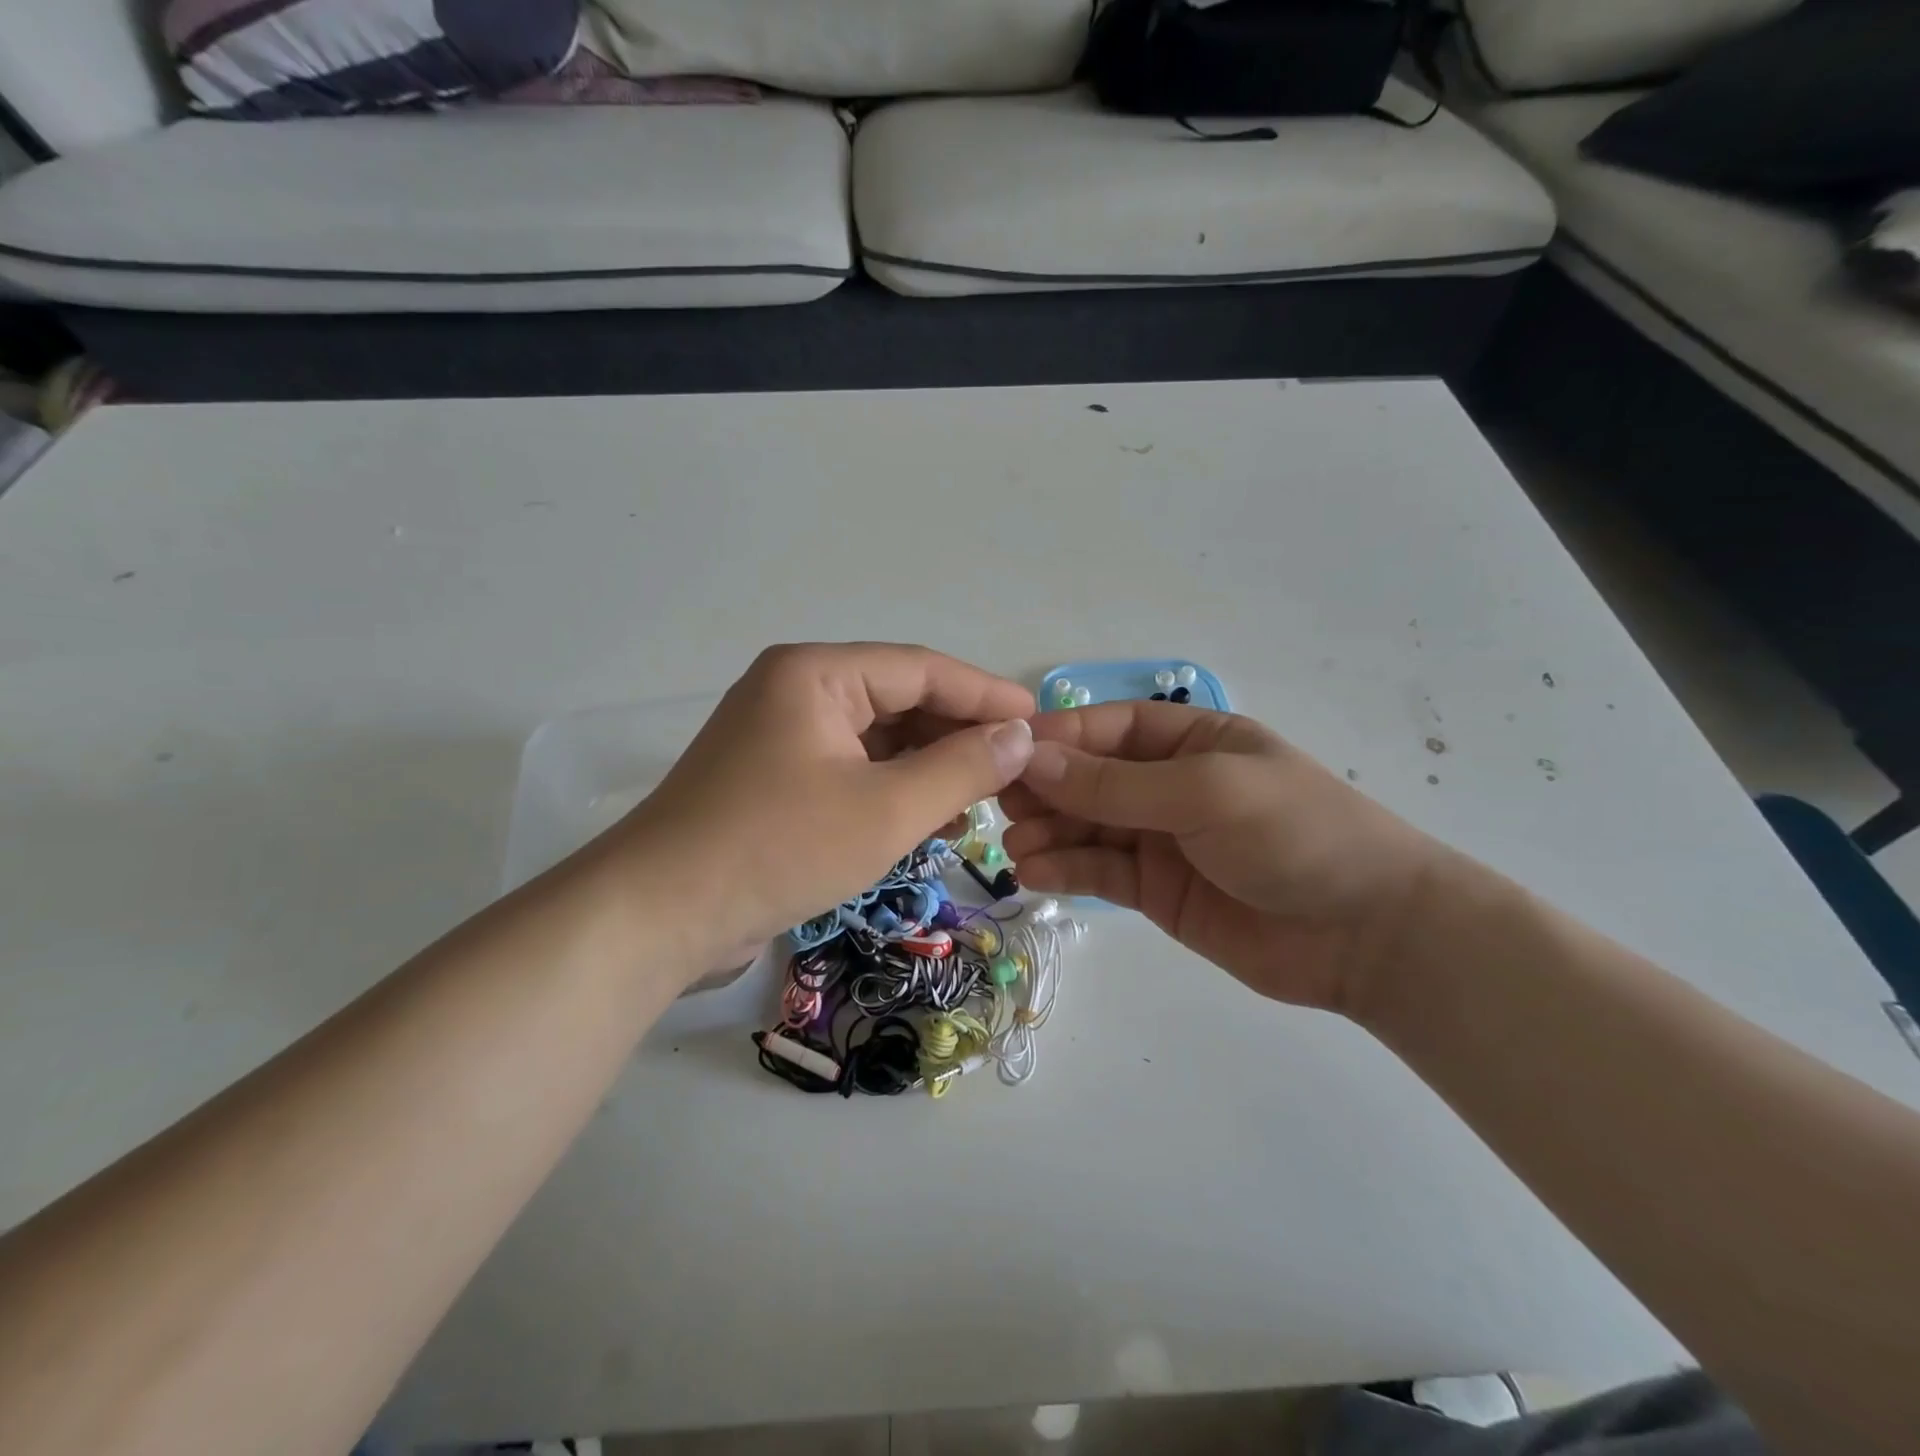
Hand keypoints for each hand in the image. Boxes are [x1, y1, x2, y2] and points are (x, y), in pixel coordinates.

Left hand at [617, 644, 1035, 973]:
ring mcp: (781, 738)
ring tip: (981, 803)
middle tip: (1015, 771)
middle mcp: (796, 692)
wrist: (659, 915)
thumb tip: (1021, 736)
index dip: (985, 695)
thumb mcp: (886, 809)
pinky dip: (892, 792)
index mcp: (816, 675)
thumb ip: (962, 768)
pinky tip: (931, 823)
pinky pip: (851, 771)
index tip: (1039, 721)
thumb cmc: (778, 848)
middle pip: (899, 702)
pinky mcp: (775, 781)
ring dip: (929, 769)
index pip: (921, 669)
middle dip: (958, 737)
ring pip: (877, 741)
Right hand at [999, 703, 1465, 1015]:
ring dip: (1047, 831)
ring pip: (1086, 827)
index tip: (1005, 754)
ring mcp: (1160, 839)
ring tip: (1016, 846)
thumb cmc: (1295, 834)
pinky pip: (1099, 872)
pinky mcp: (1155, 891)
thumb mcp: (1205, 793)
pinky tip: (1035, 873)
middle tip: (1000, 805)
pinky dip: (1065, 870)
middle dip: (1044, 788)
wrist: (1367, 935)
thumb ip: (1116, 784)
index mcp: (1190, 740)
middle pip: (1088, 778)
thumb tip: (1033, 758)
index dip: (1057, 738)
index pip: (1108, 729)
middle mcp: (1168, 784)